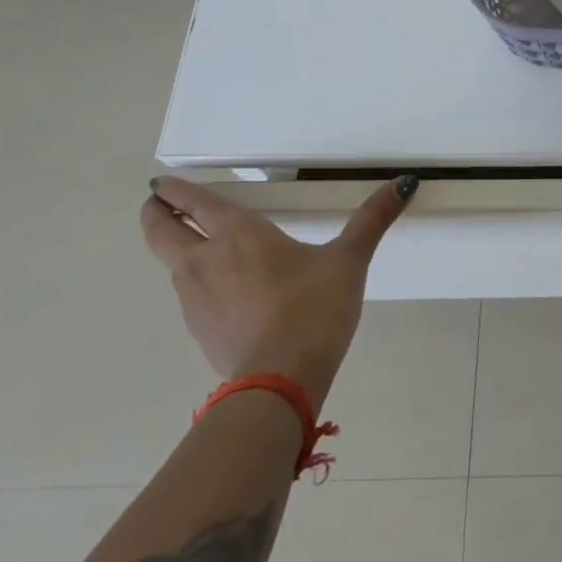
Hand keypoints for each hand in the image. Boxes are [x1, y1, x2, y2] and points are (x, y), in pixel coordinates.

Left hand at [140, 175, 417, 404]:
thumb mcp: (349, 260)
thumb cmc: (314, 307)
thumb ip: (373, 219)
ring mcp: (194, 299)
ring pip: (173, 264)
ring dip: (177, 248)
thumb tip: (405, 182)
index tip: (161, 182)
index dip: (175, 190)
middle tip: (158, 204)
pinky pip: (189, 295)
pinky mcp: (198, 331)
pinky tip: (222, 291)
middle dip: (156, 214)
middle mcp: (205, 261)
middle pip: (160, 231)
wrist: (281, 380)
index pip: (195, 203)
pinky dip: (196, 282)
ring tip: (196, 244)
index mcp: (238, 234)